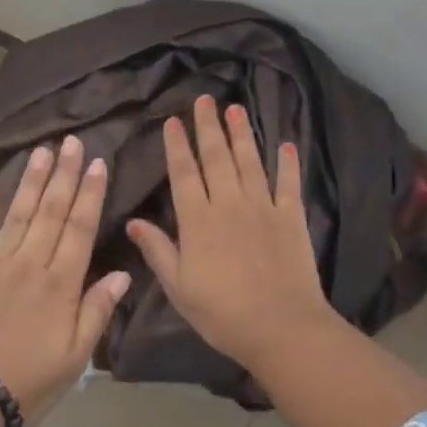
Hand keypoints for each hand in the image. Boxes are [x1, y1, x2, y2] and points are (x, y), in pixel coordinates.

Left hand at [0, 135, 130, 426]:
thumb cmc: (26, 384)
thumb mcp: (74, 357)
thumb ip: (97, 311)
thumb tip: (123, 273)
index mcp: (59, 284)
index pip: (79, 228)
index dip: (89, 194)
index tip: (96, 162)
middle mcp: (28, 264)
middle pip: (50, 211)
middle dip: (63, 174)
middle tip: (71, 140)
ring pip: (16, 214)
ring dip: (30, 180)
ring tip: (41, 150)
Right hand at [127, 97, 334, 365]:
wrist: (280, 327)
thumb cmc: (222, 312)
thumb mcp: (178, 287)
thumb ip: (158, 250)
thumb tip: (134, 221)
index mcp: (198, 220)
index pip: (184, 174)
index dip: (177, 146)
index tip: (173, 121)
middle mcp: (229, 204)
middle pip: (217, 158)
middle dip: (208, 127)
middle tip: (205, 99)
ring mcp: (263, 208)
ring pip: (250, 162)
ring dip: (242, 134)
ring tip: (236, 108)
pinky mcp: (291, 218)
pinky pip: (288, 184)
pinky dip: (287, 164)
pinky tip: (285, 145)